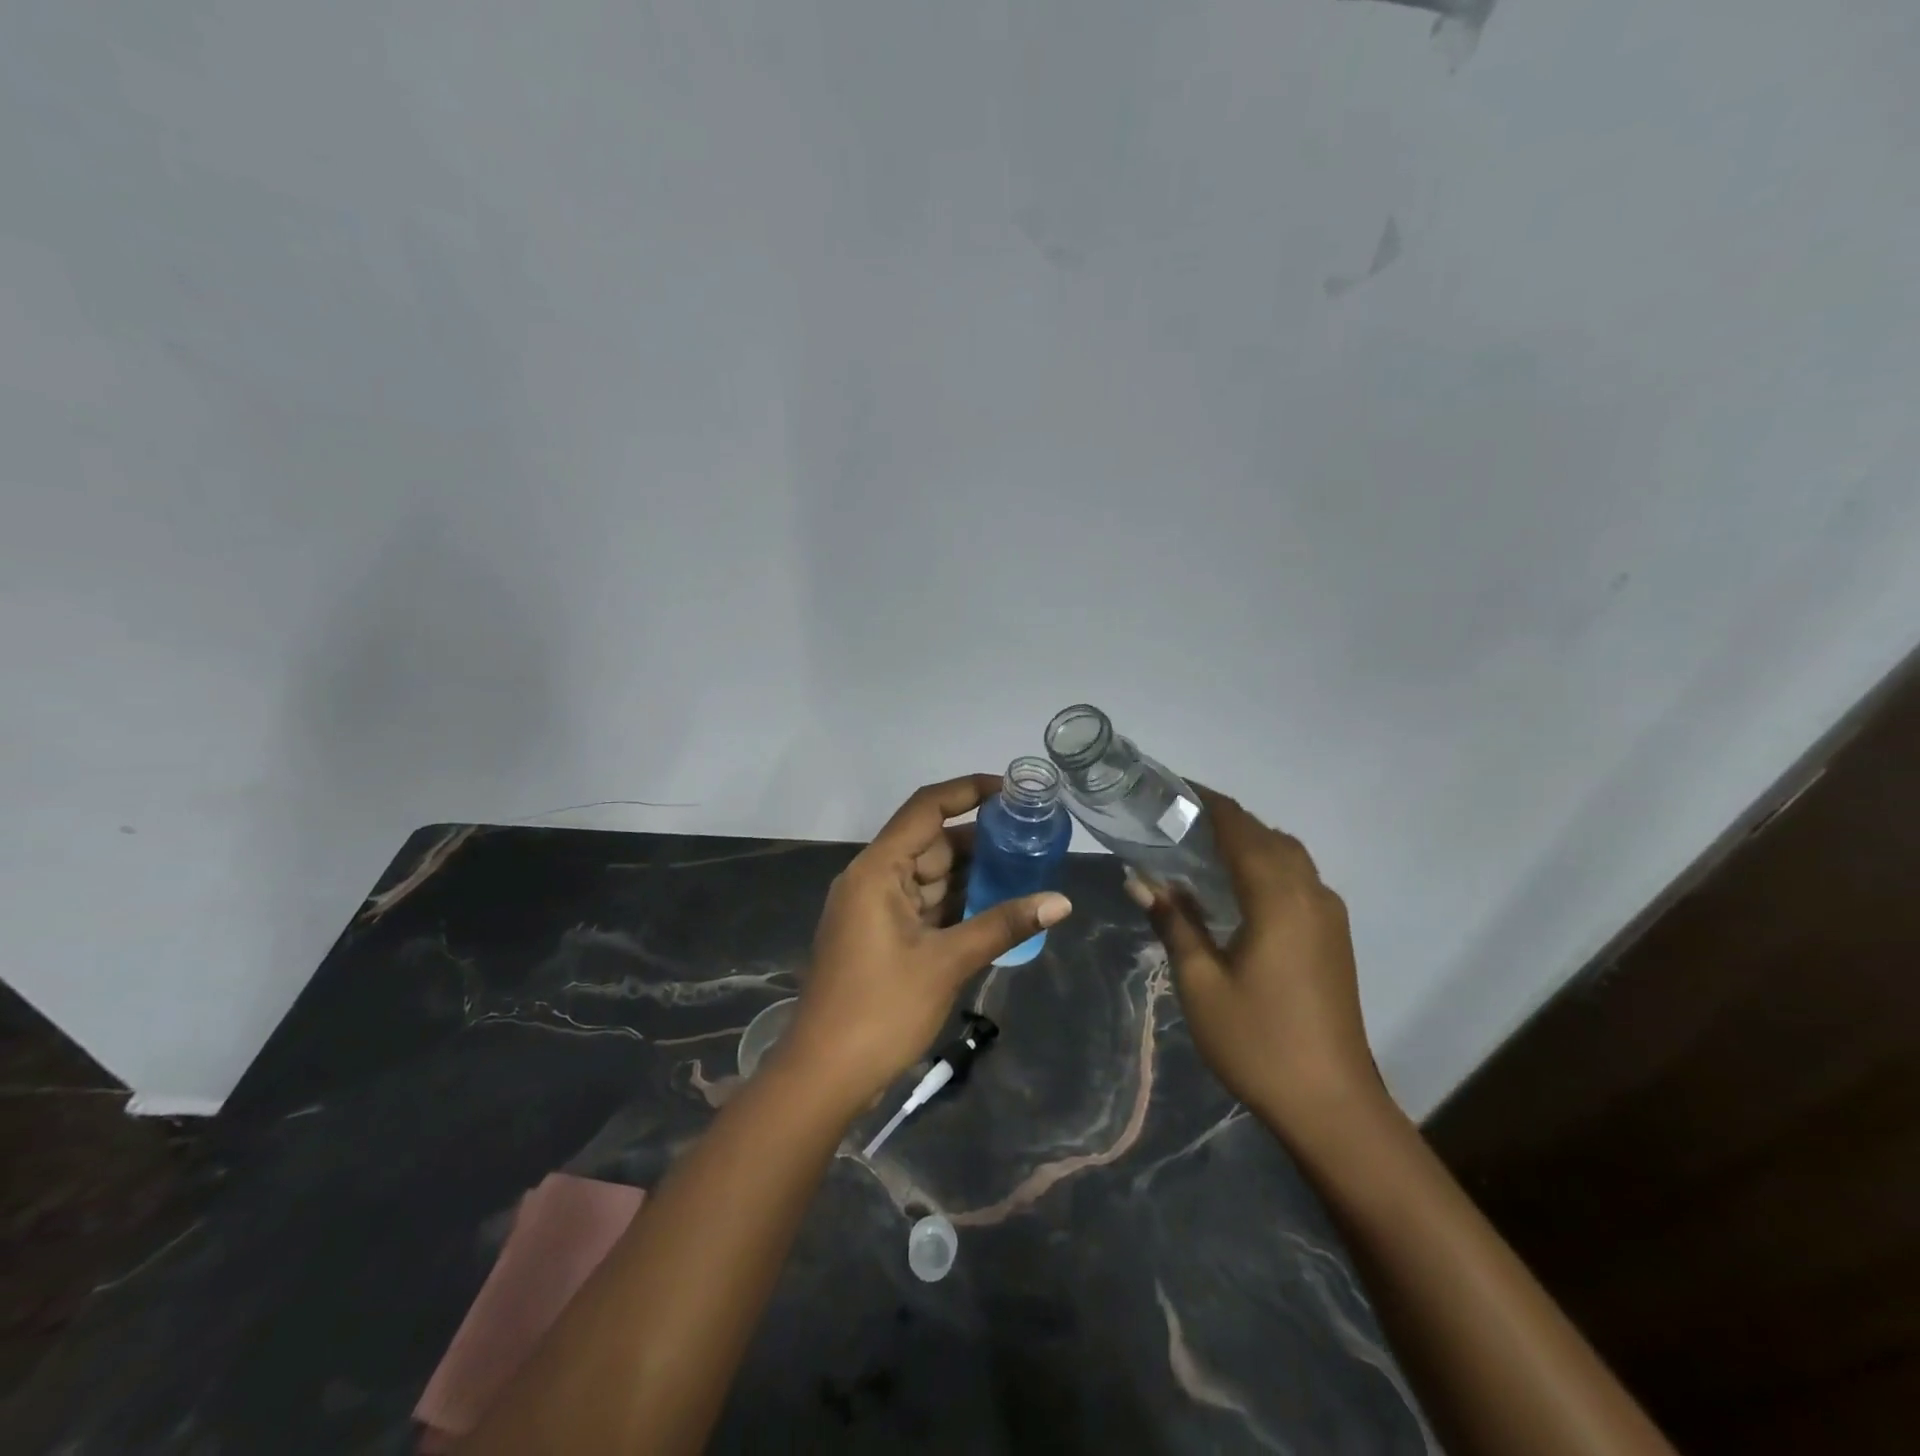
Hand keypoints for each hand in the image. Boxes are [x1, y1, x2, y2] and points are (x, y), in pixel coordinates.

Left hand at [782, 775, 1073, 1111]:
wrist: (824, 1075)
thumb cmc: (881, 1010)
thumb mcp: (947, 963)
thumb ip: (1003, 925)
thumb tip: (1061, 901)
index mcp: (877, 870)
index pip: (925, 809)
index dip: (967, 791)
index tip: (1011, 790)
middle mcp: (872, 879)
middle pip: (931, 843)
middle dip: (980, 840)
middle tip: (1032, 837)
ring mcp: (874, 909)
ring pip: (930, 876)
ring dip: (972, 874)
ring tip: (1026, 867)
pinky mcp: (880, 936)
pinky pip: (924, 905)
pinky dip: (956, 903)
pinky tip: (996, 905)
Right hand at [1125, 788, 1383, 1136]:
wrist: (1331, 1103)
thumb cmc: (1257, 1040)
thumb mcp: (1200, 982)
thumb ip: (1174, 922)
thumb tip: (1141, 880)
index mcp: (1277, 897)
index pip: (1240, 828)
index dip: (1208, 802)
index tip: (1172, 788)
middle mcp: (1309, 894)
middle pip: (1267, 836)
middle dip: (1226, 820)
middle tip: (1177, 821)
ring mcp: (1328, 915)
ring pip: (1288, 856)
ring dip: (1249, 842)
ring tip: (1202, 849)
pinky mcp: (1333, 937)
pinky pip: (1298, 880)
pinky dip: (1267, 866)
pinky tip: (1236, 891)